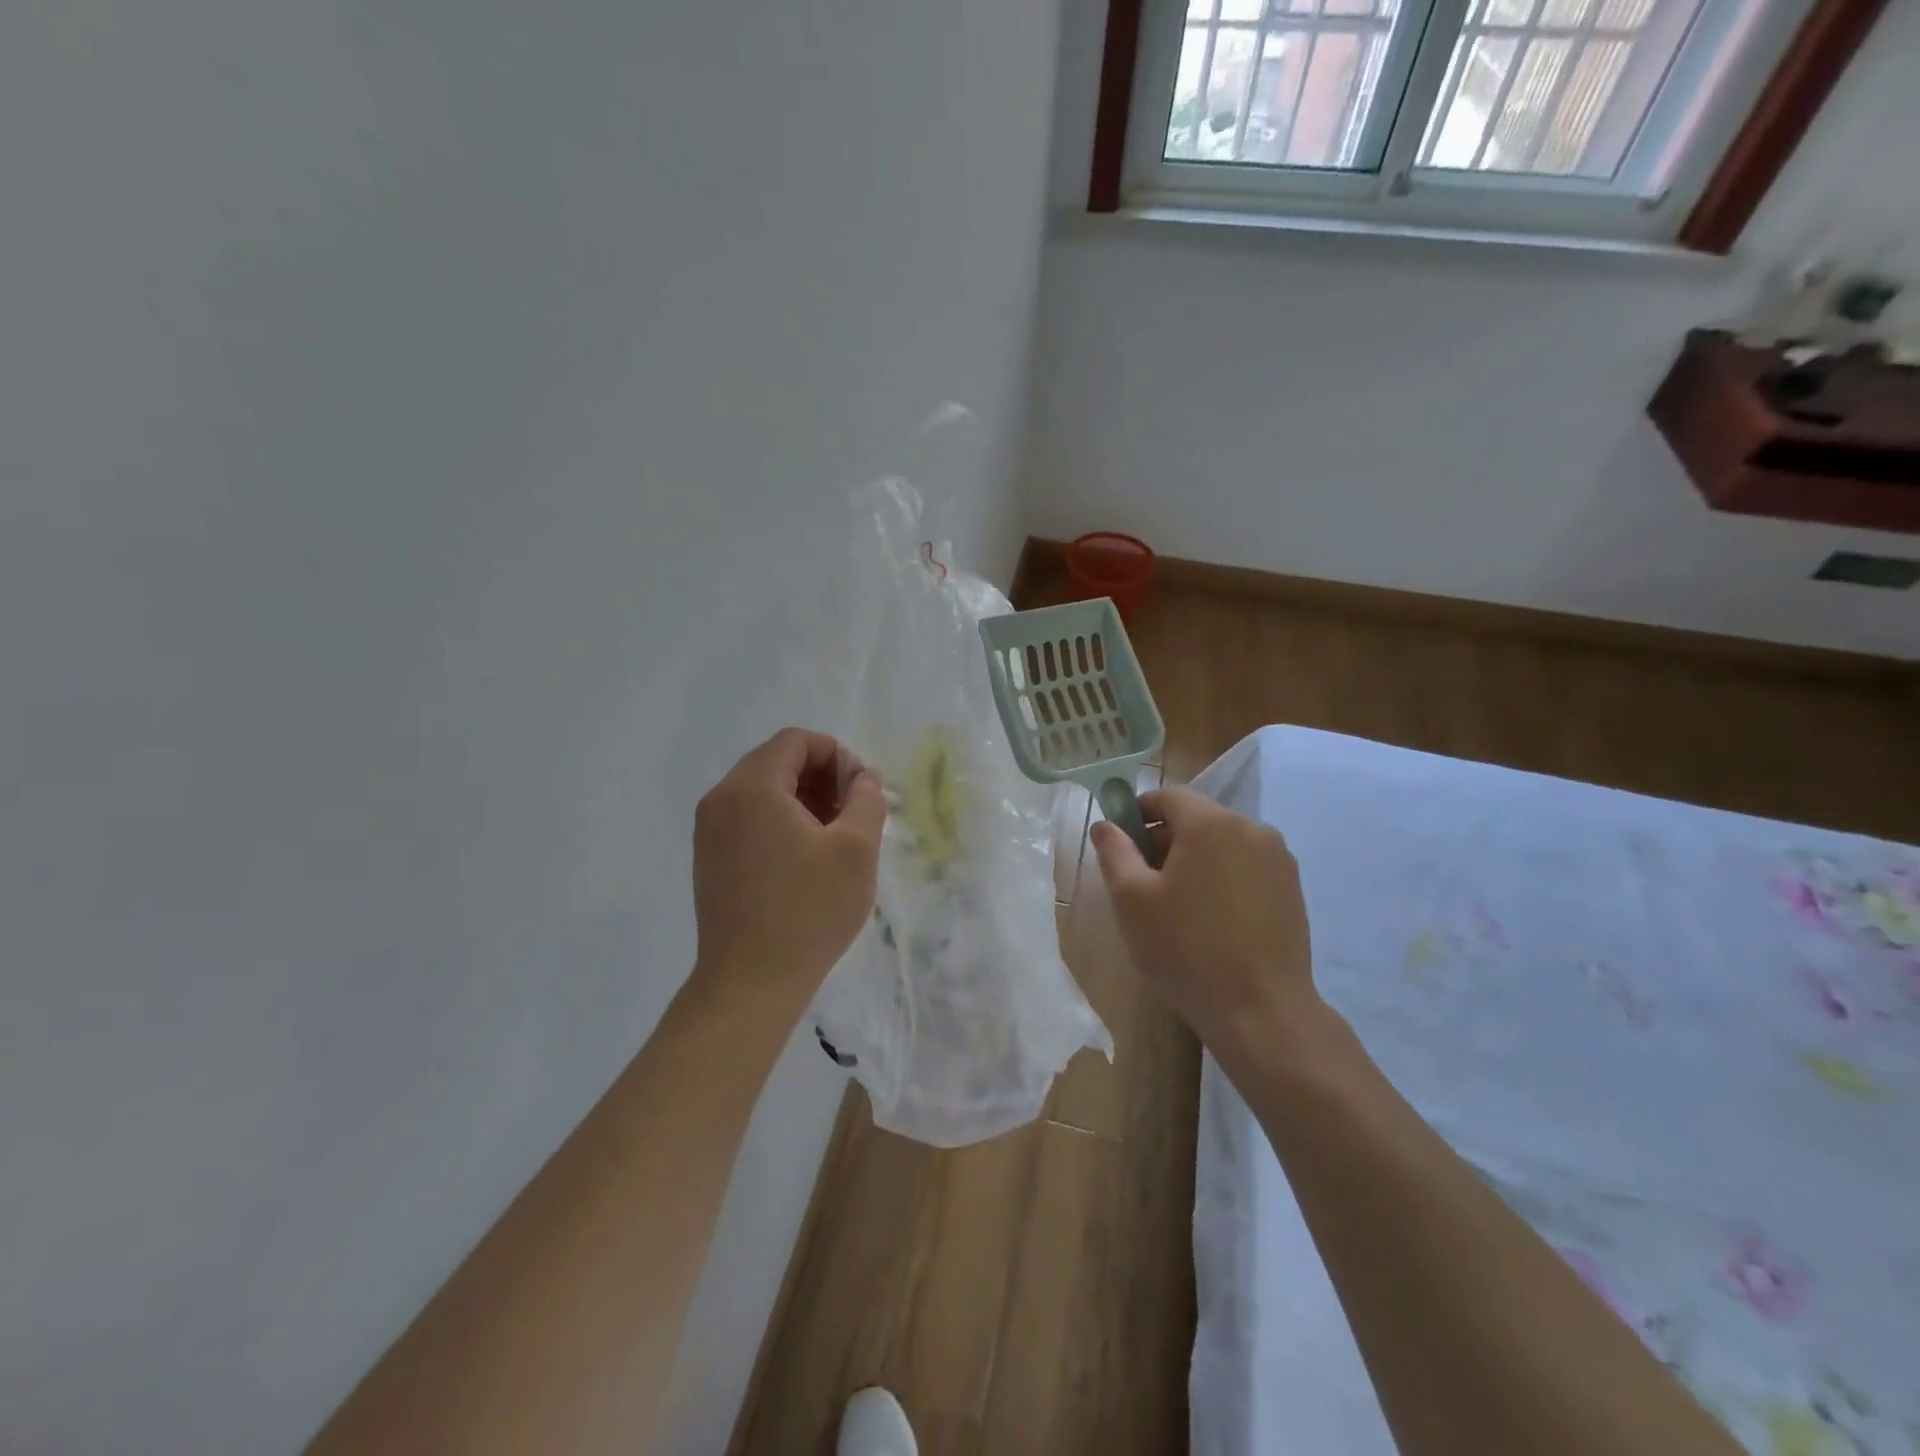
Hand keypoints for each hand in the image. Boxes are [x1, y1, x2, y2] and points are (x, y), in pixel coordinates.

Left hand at [690, 728, 885, 1019]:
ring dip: (803, 799)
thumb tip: (862, 779)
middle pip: (776, 761)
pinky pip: (748, 818)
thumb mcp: (856, 849)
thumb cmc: (808, 911)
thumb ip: (866, 798)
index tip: (861, 789)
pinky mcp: (709, 859)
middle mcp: (721, 799)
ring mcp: (709, 831)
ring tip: (835, 836)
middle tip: (853, 811)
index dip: (836, 754)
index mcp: (752, 788)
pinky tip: (806, 857)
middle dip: (821, 777)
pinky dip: (780, 821)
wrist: (750, 984)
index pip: (796, 741)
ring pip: (762, 791)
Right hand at [1090, 787, 1320, 1051]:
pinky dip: (1223, 877)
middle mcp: (1252, 829)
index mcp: (1211, 824)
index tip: (1121, 845)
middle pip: (1197, 818)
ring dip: (1194, 859)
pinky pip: (1246, 866)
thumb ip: (1114, 852)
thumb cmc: (1186, 949)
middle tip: (1142, 881)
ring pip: (1223, 843)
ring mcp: (1279, 859)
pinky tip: (1211, 919)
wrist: (1261, 1011)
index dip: (1138, 813)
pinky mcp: (1293, 888)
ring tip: (1177, 905)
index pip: (1168, 796)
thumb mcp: (1132, 899)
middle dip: (1165, 839)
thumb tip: (1105, 825)